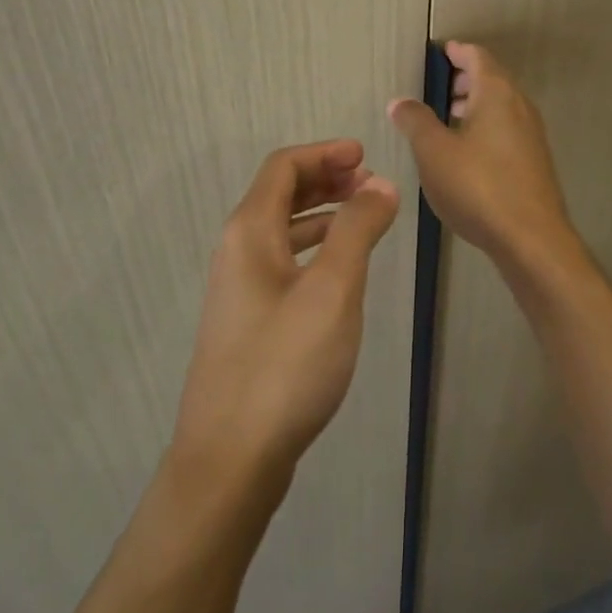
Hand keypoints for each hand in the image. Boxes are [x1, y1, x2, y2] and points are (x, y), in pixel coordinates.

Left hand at [172, 140, 399, 487]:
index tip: (366, 156)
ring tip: (365, 219)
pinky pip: (283, 263)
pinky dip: (314, 250)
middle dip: (325, 180)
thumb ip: (358, 230)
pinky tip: (341, 270)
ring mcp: (239, 290)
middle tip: (371, 184)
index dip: (324, 154)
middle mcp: (236, 252)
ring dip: (322, 214)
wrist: (231, 458)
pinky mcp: (248, 322)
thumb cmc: (285, 364)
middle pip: (279, 195)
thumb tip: (381, 185)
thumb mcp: (333, 290)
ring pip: (282, 231)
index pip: (283, 167)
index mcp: (249, 232)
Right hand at [388, 42, 576, 267]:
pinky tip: (468, 151)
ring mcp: (532, 136)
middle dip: (467, 78)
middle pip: (493, 80)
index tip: (443, 51)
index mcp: (497, 94)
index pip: (478, 58)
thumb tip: (400, 101)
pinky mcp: (535, 163)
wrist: (530, 238)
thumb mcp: (434, 152)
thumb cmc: (478, 186)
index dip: (458, 52)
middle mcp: (520, 107)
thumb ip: (415, 121)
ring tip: (450, 117)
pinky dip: (487, 127)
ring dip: (477, 105)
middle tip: (443, 84)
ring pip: (502, 107)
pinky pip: (507, 130)